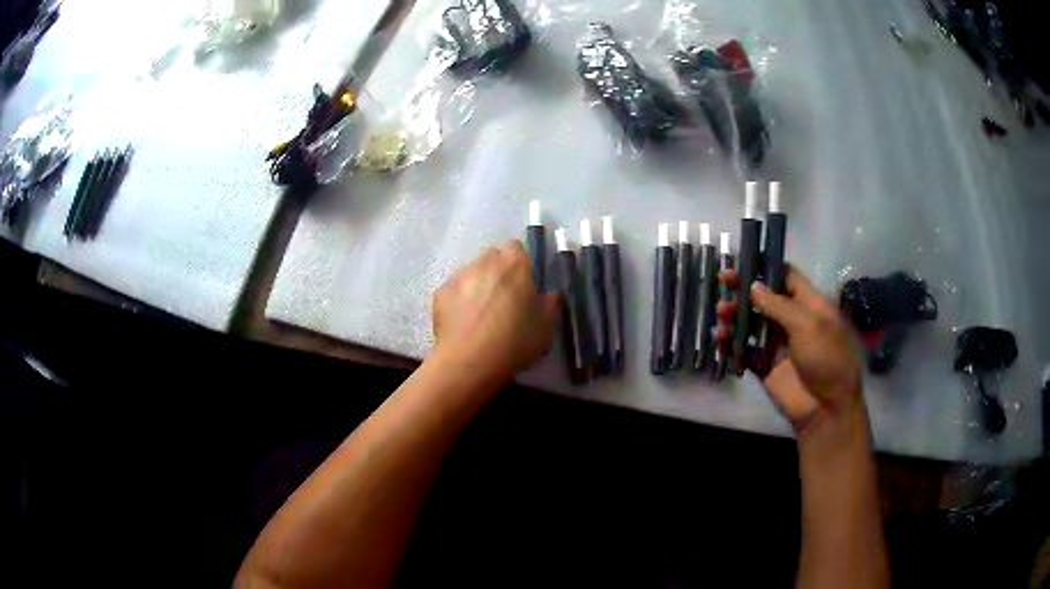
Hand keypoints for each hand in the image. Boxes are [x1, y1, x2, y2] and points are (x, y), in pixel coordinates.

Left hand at [432, 240, 559, 385]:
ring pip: (471, 272)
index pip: (516, 247)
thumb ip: (550, 304)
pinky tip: (463, 322)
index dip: (520, 263)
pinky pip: (454, 290)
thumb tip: (550, 294)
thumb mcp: (546, 327)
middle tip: (503, 297)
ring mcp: (459, 276)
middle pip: (492, 256)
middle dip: (497, 270)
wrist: (469, 361)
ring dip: (477, 284)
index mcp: (515, 265)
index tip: (523, 283)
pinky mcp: (441, 292)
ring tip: (480, 312)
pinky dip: (458, 299)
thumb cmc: (515, 342)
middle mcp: (485, 262)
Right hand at [720, 267, 866, 441]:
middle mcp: (791, 319)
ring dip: (734, 314)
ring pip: (751, 321)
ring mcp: (776, 342)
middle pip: (764, 297)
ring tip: (721, 313)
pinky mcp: (763, 364)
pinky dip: (730, 342)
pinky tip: (719, 338)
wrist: (825, 407)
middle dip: (744, 287)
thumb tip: (753, 286)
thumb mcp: (809, 325)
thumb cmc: (827, 358)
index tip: (744, 258)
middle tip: (724, 280)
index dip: (767, 265)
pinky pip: (743, 349)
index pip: (786, 276)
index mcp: (809, 304)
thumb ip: (779, 305)